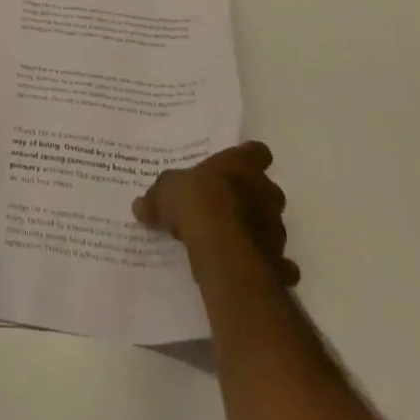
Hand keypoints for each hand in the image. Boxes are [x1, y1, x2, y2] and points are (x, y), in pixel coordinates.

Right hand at [134, 141, 299, 286]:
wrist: (221, 248)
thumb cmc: (196, 202)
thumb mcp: (165, 191)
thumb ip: (157, 197)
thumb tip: (140, 206)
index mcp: (241, 165)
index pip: (256, 152)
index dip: (248, 159)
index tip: (235, 167)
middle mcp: (265, 192)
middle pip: (267, 189)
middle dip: (252, 197)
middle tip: (227, 206)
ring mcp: (276, 228)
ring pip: (272, 225)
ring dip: (257, 230)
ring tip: (232, 240)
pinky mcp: (279, 261)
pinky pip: (279, 263)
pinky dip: (269, 265)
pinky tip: (249, 267)